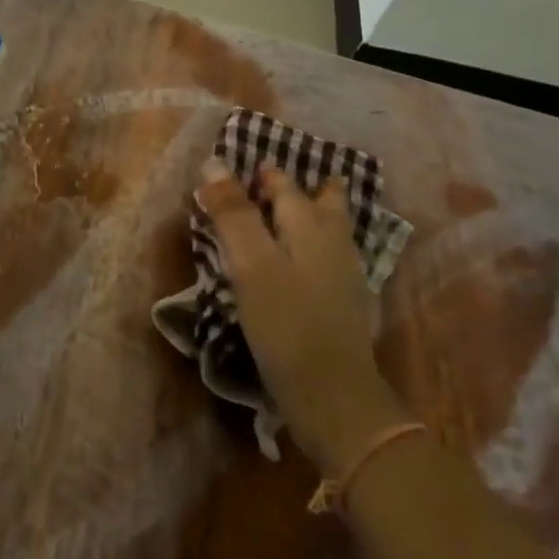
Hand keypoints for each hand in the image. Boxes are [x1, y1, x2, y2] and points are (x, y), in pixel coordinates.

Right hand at [195, 160, 404, 467]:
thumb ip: (233, 214)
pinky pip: (329, 258)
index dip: (263, 175)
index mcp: (310, 227)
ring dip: (315, 213)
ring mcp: (344, 276)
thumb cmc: (286, 321)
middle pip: (322, 204)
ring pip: (331, 230)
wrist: (332, 395)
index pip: (284, 186)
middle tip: (277, 179)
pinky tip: (304, 260)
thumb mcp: (250, 264)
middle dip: (303, 188)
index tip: (243, 167)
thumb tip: (214, 163)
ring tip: (297, 209)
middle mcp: (333, 243)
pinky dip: (314, 246)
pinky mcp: (344, 306)